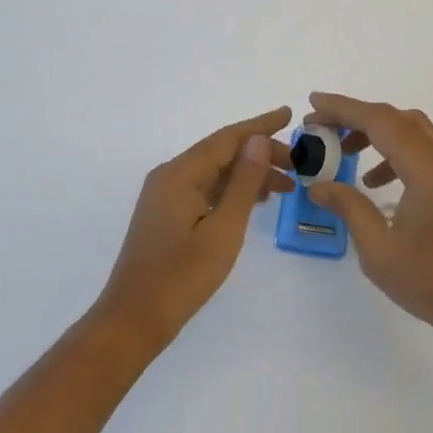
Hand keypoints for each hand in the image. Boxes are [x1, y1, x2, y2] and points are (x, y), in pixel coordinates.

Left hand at [96, 108, 297, 343]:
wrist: (134, 319)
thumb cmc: (182, 276)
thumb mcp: (224, 229)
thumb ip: (243, 182)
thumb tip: (258, 140)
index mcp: (181, 173)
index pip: (227, 138)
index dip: (260, 125)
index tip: (289, 114)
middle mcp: (170, 175)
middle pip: (221, 152)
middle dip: (259, 152)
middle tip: (298, 164)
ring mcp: (165, 195)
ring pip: (214, 172)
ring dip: (248, 173)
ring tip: (286, 184)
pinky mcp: (166, 214)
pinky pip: (204, 188)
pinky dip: (231, 190)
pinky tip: (255, 200)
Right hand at [302, 93, 432, 340]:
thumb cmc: (432, 281)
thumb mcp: (378, 248)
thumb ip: (348, 207)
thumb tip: (318, 184)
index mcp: (426, 169)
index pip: (380, 122)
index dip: (343, 108)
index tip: (312, 103)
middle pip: (396, 119)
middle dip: (356, 116)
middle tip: (321, 126)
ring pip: (411, 133)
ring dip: (375, 134)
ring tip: (342, 152)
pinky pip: (421, 154)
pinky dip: (392, 155)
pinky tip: (373, 183)